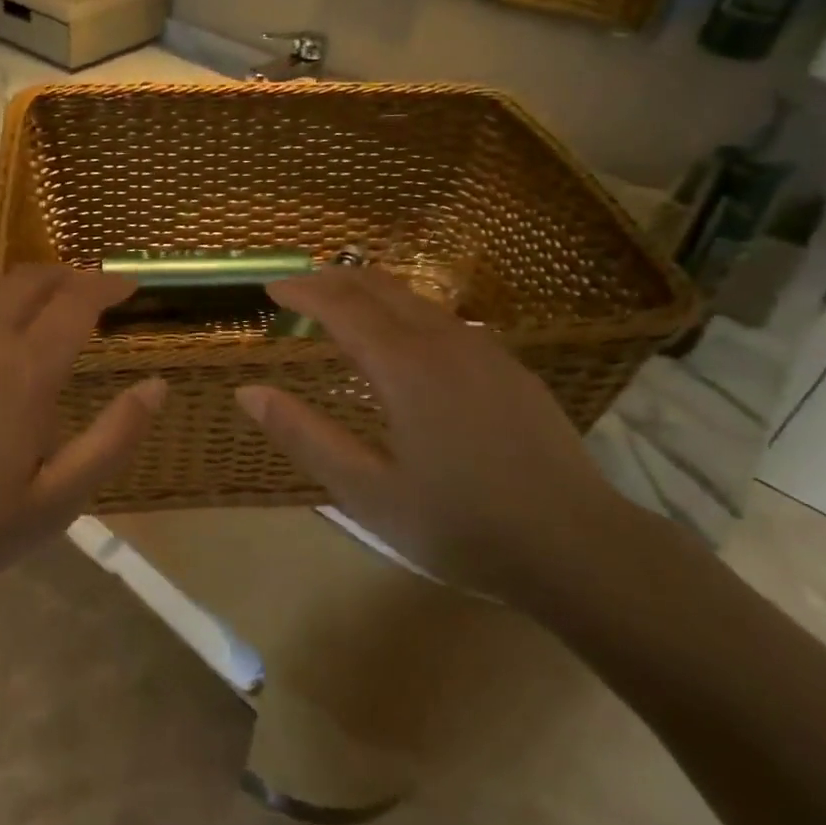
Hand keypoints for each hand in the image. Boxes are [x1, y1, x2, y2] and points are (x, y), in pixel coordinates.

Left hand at [0, 266, 164, 619]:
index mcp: (26, 371)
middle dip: (67, 274)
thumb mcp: (60, 499)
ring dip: (26, 289)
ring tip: (46, 312)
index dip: (107, 285)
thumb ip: (114, 438)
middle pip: (29, 279)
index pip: (76, 301)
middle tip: (91, 291)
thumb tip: (157, 386)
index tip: (131, 286)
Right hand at [235, 267, 629, 604]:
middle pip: (379, 287)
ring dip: (371, 291)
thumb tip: (248, 392)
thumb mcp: (367, 492)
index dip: (302, 291)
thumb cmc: (460, 524)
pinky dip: (407, 311)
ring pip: (416, 299)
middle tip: (299, 286)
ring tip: (343, 302)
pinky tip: (406, 338)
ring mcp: (484, 350)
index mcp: (403, 366)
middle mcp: (443, 341)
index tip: (272, 289)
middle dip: (333, 279)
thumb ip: (304, 436)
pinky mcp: (510, 367)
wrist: (577, 545)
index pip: (341, 306)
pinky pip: (446, 319)